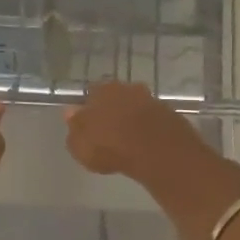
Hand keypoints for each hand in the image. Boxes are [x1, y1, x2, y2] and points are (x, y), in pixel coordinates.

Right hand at [64, 82, 212, 181]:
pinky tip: (146, 143)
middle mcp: (126, 88)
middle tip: (108, 131)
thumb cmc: (110, 147)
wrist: (158, 151)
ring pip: (135, 106)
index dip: (89, 109)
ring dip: (131, 118)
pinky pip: (152, 120)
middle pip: (115, 97)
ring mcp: (151, 99)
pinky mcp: (169, 114)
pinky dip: (148, 128)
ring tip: (127, 139)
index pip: (90, 94)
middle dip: (112, 110)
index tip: (89, 124)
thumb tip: (70, 113)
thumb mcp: (80, 146)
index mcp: (101, 90)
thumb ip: (74, 128)